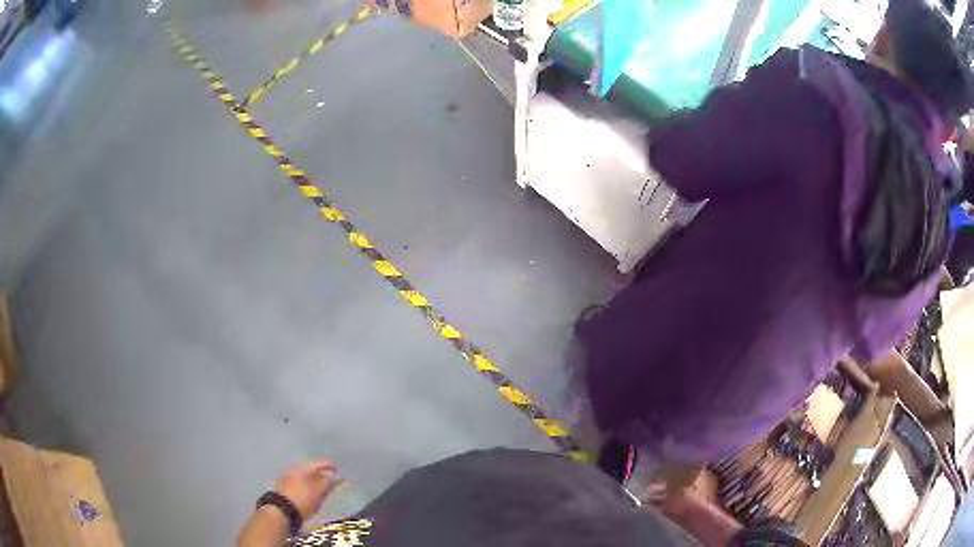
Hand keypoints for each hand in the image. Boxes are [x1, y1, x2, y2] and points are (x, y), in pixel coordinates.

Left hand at [274, 461, 340, 518]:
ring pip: (302, 475)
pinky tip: (309, 490)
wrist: (281, 510)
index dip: (327, 465)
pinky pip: (298, 482)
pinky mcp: (283, 487)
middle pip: (309, 468)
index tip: (336, 467)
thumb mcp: (319, 492)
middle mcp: (293, 469)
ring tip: (321, 485)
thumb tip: (335, 476)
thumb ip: (328, 483)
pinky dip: (305, 484)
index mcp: (302, 468)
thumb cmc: (302, 499)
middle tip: (330, 476)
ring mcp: (286, 478)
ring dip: (312, 479)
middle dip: (319, 472)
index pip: (317, 463)